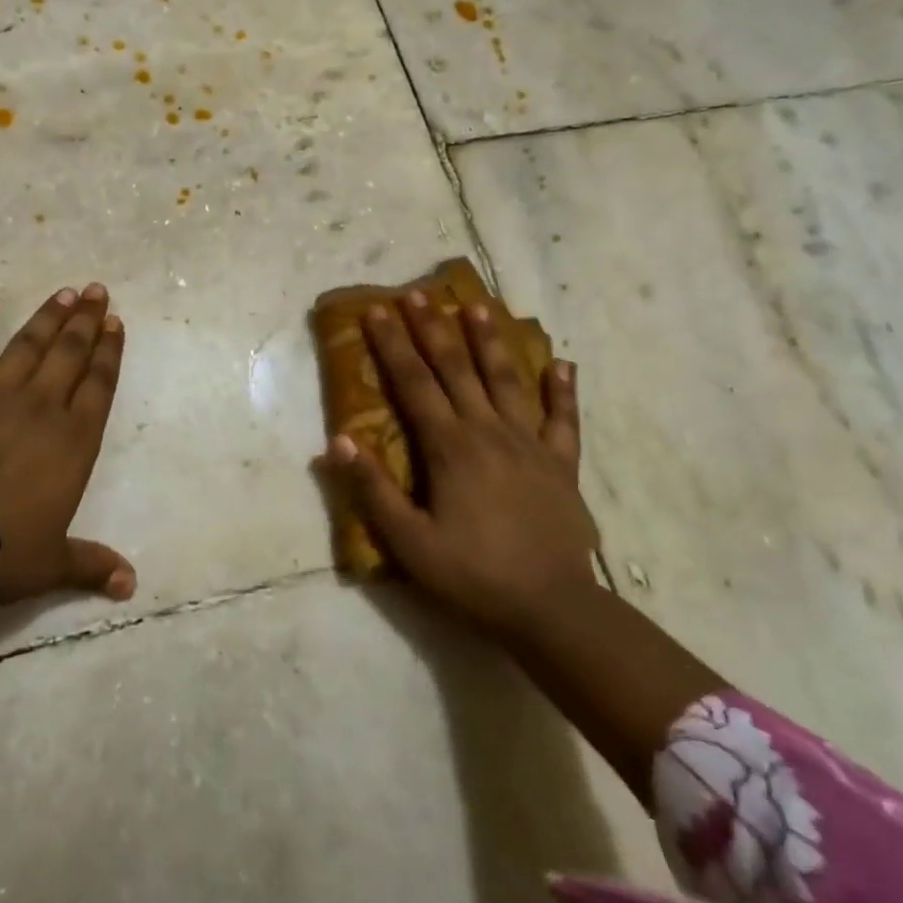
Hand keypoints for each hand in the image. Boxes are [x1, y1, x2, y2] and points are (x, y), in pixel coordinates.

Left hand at [0, 284, 135, 605]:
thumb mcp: (51, 563)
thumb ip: (91, 566)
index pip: (100, 386)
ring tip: (65, 292)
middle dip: (87, 321)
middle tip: (98, 290)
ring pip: (30, 344)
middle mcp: (43, 407)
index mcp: (74, 442)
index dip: (109, 353)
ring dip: (49, 316)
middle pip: (71, 354)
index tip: (116, 323)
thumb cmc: (1, 549)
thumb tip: (131, 586)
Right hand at [325, 291, 597, 633]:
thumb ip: (372, 489)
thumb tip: (338, 441)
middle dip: (433, 328)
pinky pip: (564, 420)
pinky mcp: (562, 465)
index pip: (414, 382)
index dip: (393, 344)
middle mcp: (489, 432)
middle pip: (457, 368)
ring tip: (479, 306)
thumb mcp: (409, 541)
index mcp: (450, 447)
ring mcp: (530, 445)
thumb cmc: (472, 575)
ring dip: (491, 341)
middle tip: (418, 293)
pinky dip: (563, 391)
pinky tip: (563, 364)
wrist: (552, 609)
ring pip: (508, 380)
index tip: (377, 310)